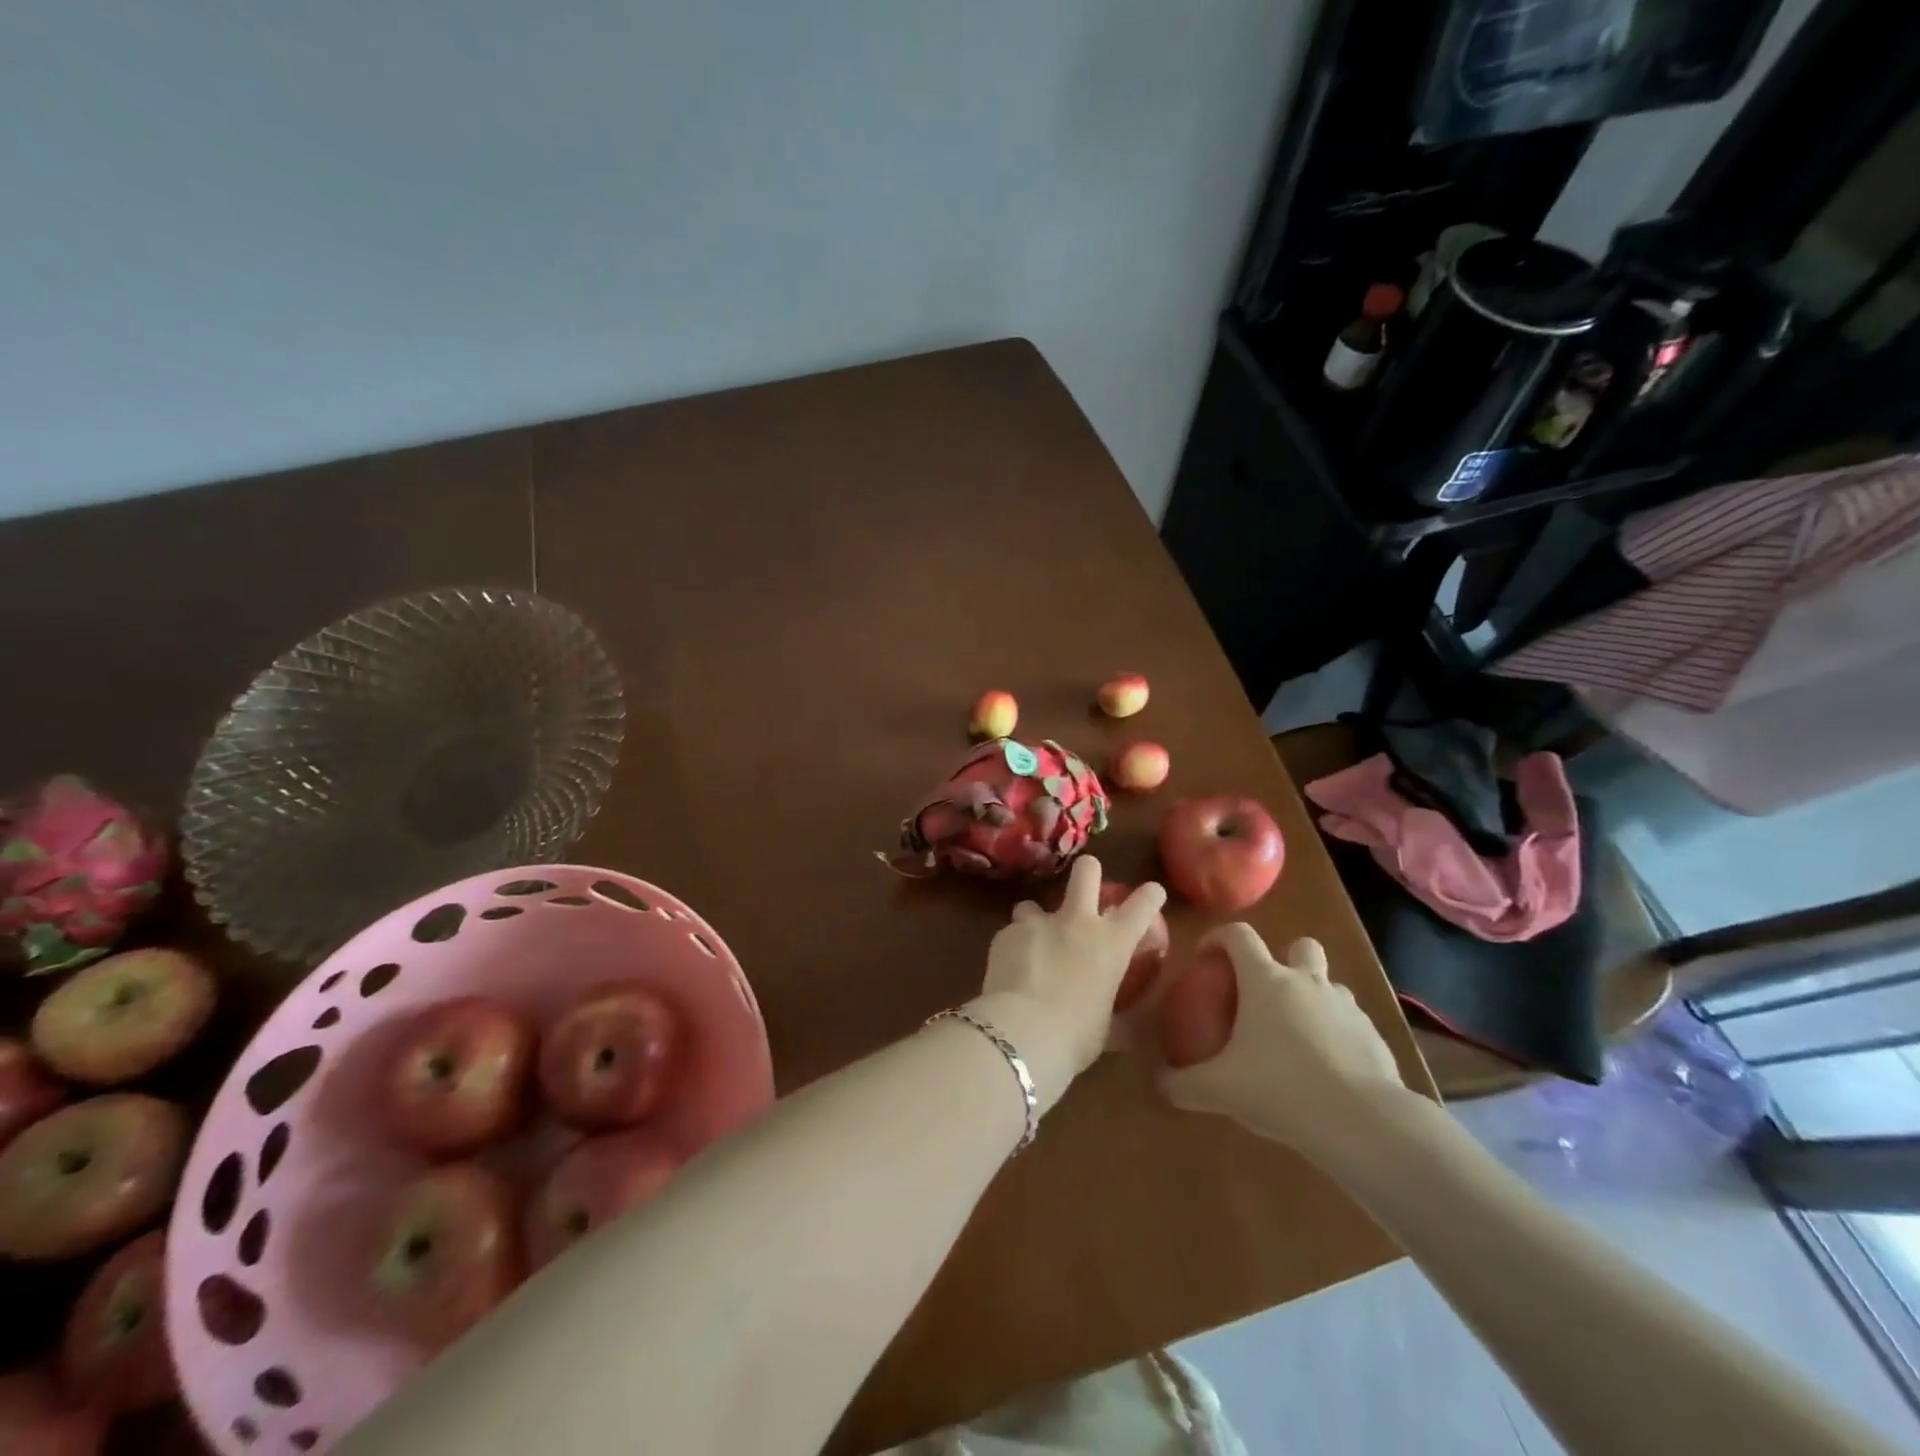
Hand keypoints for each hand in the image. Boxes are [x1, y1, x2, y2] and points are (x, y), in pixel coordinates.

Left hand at [969, 856, 1166, 1111]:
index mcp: (1112, 944)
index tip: (1151, 894)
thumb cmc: (1075, 1037)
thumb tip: (1122, 1024)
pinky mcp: (1005, 932)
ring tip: (1030, 944)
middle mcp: (1077, 922)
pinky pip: (1011, 933)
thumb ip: (1112, 1011)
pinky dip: (1012, 947)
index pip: (1143, 905)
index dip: (1150, 896)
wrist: (1022, 1033)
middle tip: (1085, 884)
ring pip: (1033, 904)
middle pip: (1087, 871)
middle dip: (1088, 871)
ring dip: (1034, 920)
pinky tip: (1008, 970)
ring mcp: (1038, 922)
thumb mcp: (1105, 1027)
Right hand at [1158, 923, 1405, 1156]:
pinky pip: (1351, 1023)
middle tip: (1266, 992)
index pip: (1238, 935)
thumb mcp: (1219, 1090)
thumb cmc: (1280, 1089)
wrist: (1362, 1122)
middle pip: (1300, 945)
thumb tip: (1159, 1081)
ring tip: (1297, 1035)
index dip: (1219, 937)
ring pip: (1330, 984)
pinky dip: (1338, 1035)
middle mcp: (1307, 982)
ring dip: (1314, 998)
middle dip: (1285, 958)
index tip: (1207, 956)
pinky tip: (1328, 1070)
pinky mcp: (1374, 1036)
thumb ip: (1182, 1083)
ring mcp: (1346, 1007)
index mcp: (1265, 981)